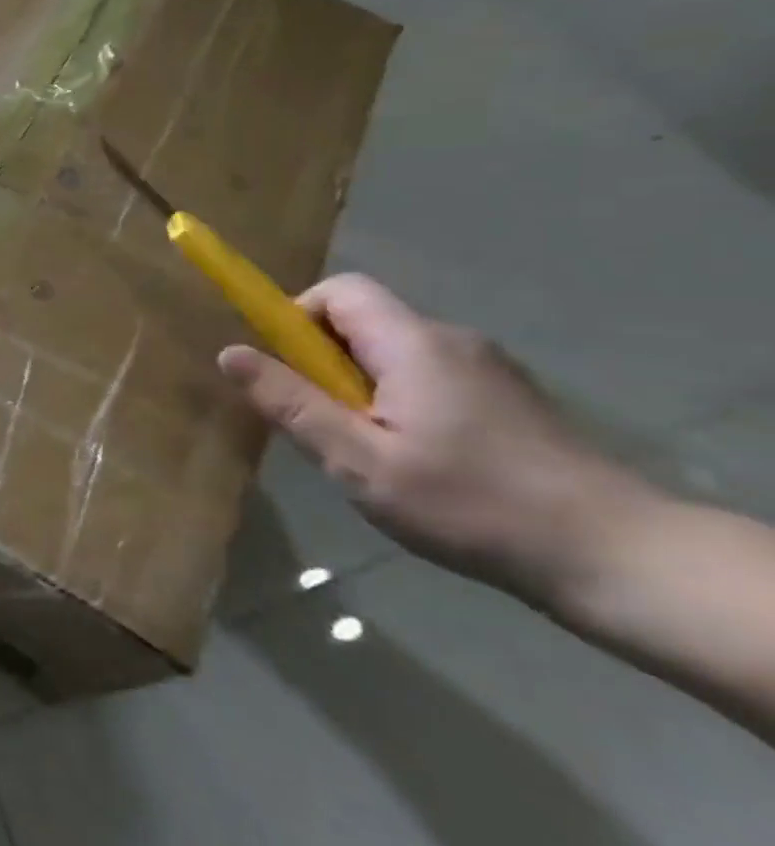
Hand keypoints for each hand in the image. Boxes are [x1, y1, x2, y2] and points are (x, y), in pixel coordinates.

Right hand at [218, 273, 639, 601]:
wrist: (615, 555)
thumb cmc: (469, 504)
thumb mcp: (359, 460)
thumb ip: (291, 403)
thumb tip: (230, 353)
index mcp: (413, 343)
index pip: (340, 291)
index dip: (296, 315)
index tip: (284, 369)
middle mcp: (451, 339)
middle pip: (365, 321)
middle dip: (324, 361)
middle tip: (322, 424)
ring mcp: (487, 368)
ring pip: (395, 354)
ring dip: (360, 386)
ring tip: (369, 453)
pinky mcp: (508, 398)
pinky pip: (428, 377)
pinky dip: (399, 401)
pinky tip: (418, 463)